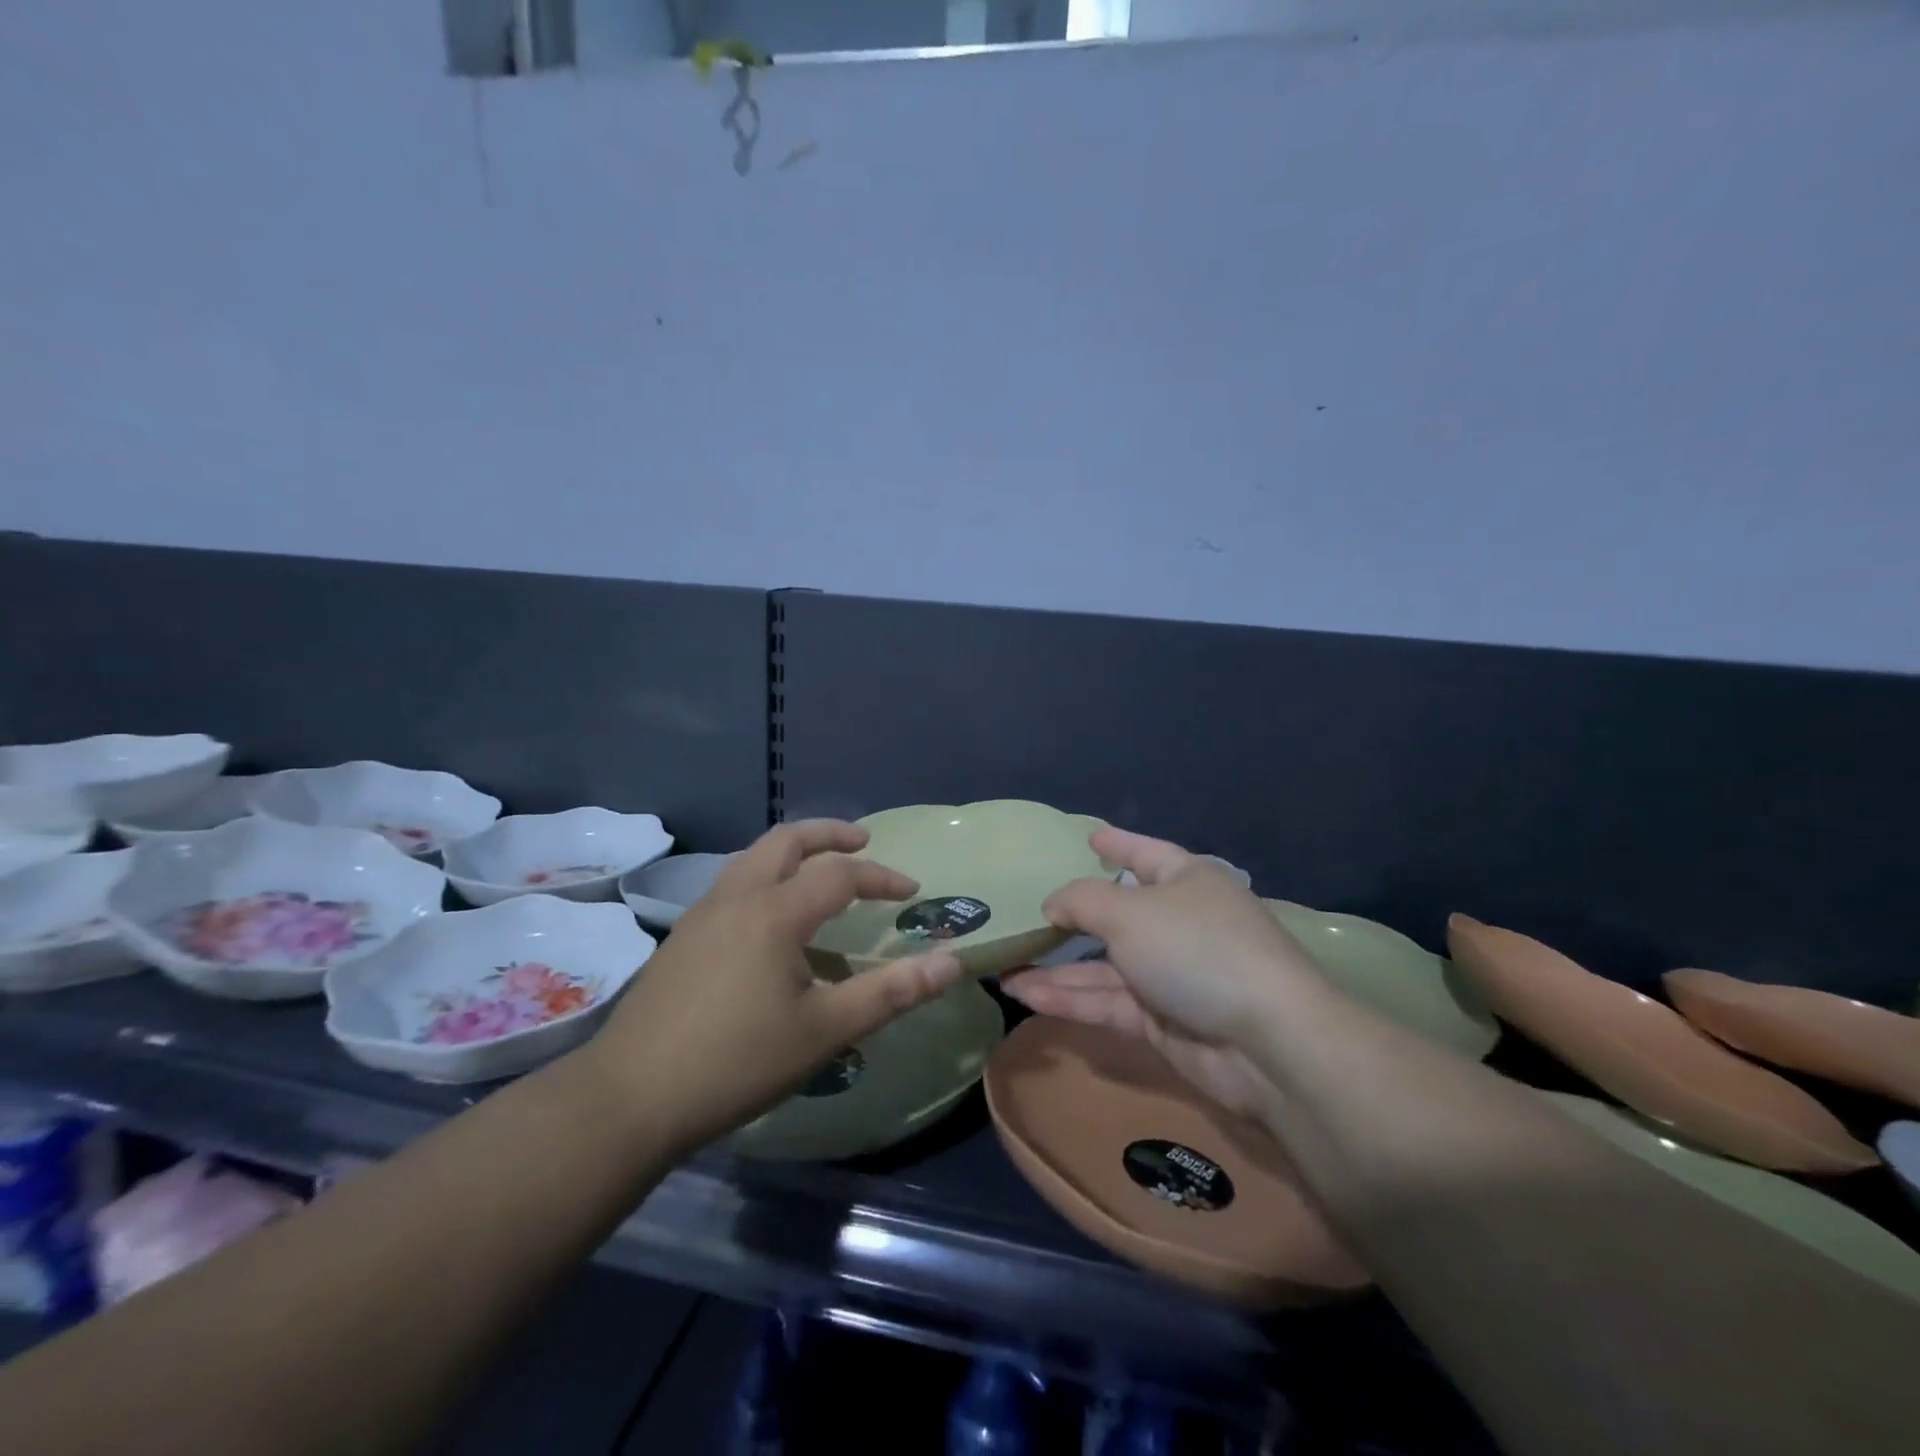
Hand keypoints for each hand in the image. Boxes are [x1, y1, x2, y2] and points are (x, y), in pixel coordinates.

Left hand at [580, 820, 963, 1157]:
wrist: (627, 1098)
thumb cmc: (735, 1061)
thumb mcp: (824, 1032)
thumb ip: (890, 993)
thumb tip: (951, 963)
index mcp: (775, 912)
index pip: (841, 874)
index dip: (881, 877)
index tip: (912, 891)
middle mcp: (737, 897)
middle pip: (787, 840)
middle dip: (829, 834)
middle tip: (862, 843)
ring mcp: (702, 913)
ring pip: (753, 857)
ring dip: (793, 853)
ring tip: (819, 874)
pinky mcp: (682, 937)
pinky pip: (734, 884)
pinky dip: (766, 878)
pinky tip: (773, 924)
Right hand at [1000, 827, 1326, 1119]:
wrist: (1266, 1044)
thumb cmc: (1197, 950)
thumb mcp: (1130, 912)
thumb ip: (1082, 901)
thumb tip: (1053, 904)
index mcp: (1186, 881)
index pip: (1145, 853)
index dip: (1117, 843)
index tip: (1089, 838)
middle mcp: (1178, 923)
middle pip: (1116, 915)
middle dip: (1070, 919)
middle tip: (1025, 918)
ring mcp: (1170, 975)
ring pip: (1103, 967)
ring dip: (1056, 969)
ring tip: (1003, 969)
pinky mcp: (1161, 1021)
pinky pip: (1107, 1002)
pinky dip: (1069, 999)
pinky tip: (1026, 995)